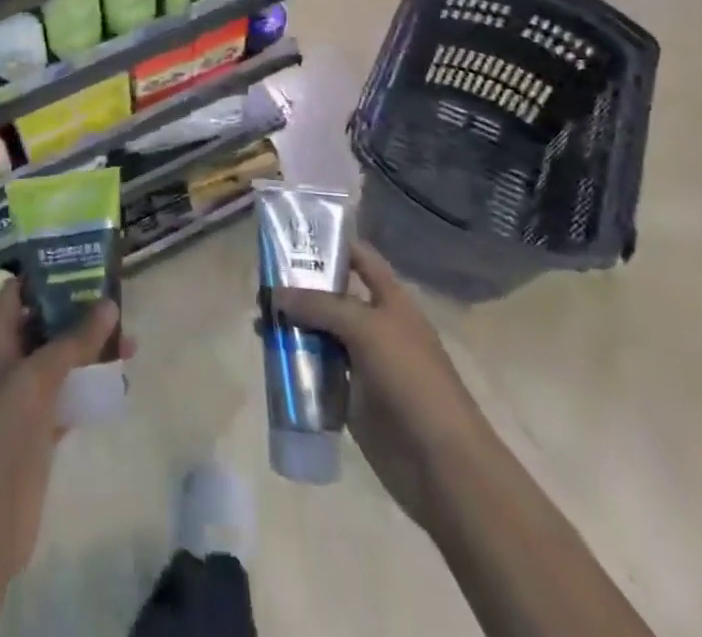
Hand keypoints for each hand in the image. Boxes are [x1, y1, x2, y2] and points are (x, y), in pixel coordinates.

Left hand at [0, 279, 132, 581]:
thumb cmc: (0, 433)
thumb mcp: (36, 377)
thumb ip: (73, 340)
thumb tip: (109, 303)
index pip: (15, 294)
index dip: (42, 275)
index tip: (79, 263)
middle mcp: (7, 365)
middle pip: (43, 325)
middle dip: (77, 313)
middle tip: (116, 303)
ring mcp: (23, 400)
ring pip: (60, 362)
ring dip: (89, 350)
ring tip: (129, 343)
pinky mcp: (39, 432)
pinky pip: (68, 397)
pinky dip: (90, 387)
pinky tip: (119, 384)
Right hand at [274, 241, 482, 527]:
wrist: (442, 465)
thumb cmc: (412, 381)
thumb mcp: (366, 329)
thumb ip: (320, 306)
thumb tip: (276, 294)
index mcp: (391, 300)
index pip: (359, 258)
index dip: (331, 243)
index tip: (291, 237)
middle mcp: (375, 325)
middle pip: (332, 295)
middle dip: (299, 288)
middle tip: (261, 283)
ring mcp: (364, 362)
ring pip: (321, 333)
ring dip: (292, 326)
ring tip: (258, 322)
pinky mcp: (352, 397)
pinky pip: (319, 370)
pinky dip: (296, 362)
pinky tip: (271, 357)